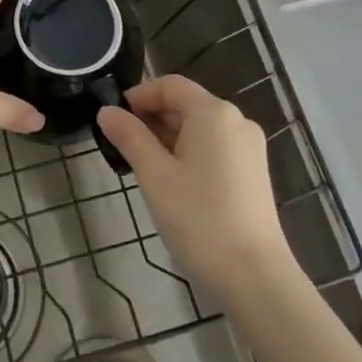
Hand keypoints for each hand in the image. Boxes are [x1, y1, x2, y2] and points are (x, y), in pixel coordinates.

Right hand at [96, 75, 291, 300]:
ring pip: (201, 127)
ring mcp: (249, 147)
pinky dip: (190, 152)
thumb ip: (129, 137)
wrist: (254, 276)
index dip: (140, 95)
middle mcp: (237, 121)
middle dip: (152, 117)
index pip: (171, 85)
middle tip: (122, 144)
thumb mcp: (154, 175)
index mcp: (214, 113)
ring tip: (142, 164)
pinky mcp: (254, 171)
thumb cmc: (198, 218)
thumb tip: (106, 111)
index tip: (114, 117)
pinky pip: (215, 146)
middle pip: (187, 104)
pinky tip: (173, 179)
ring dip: (169, 136)